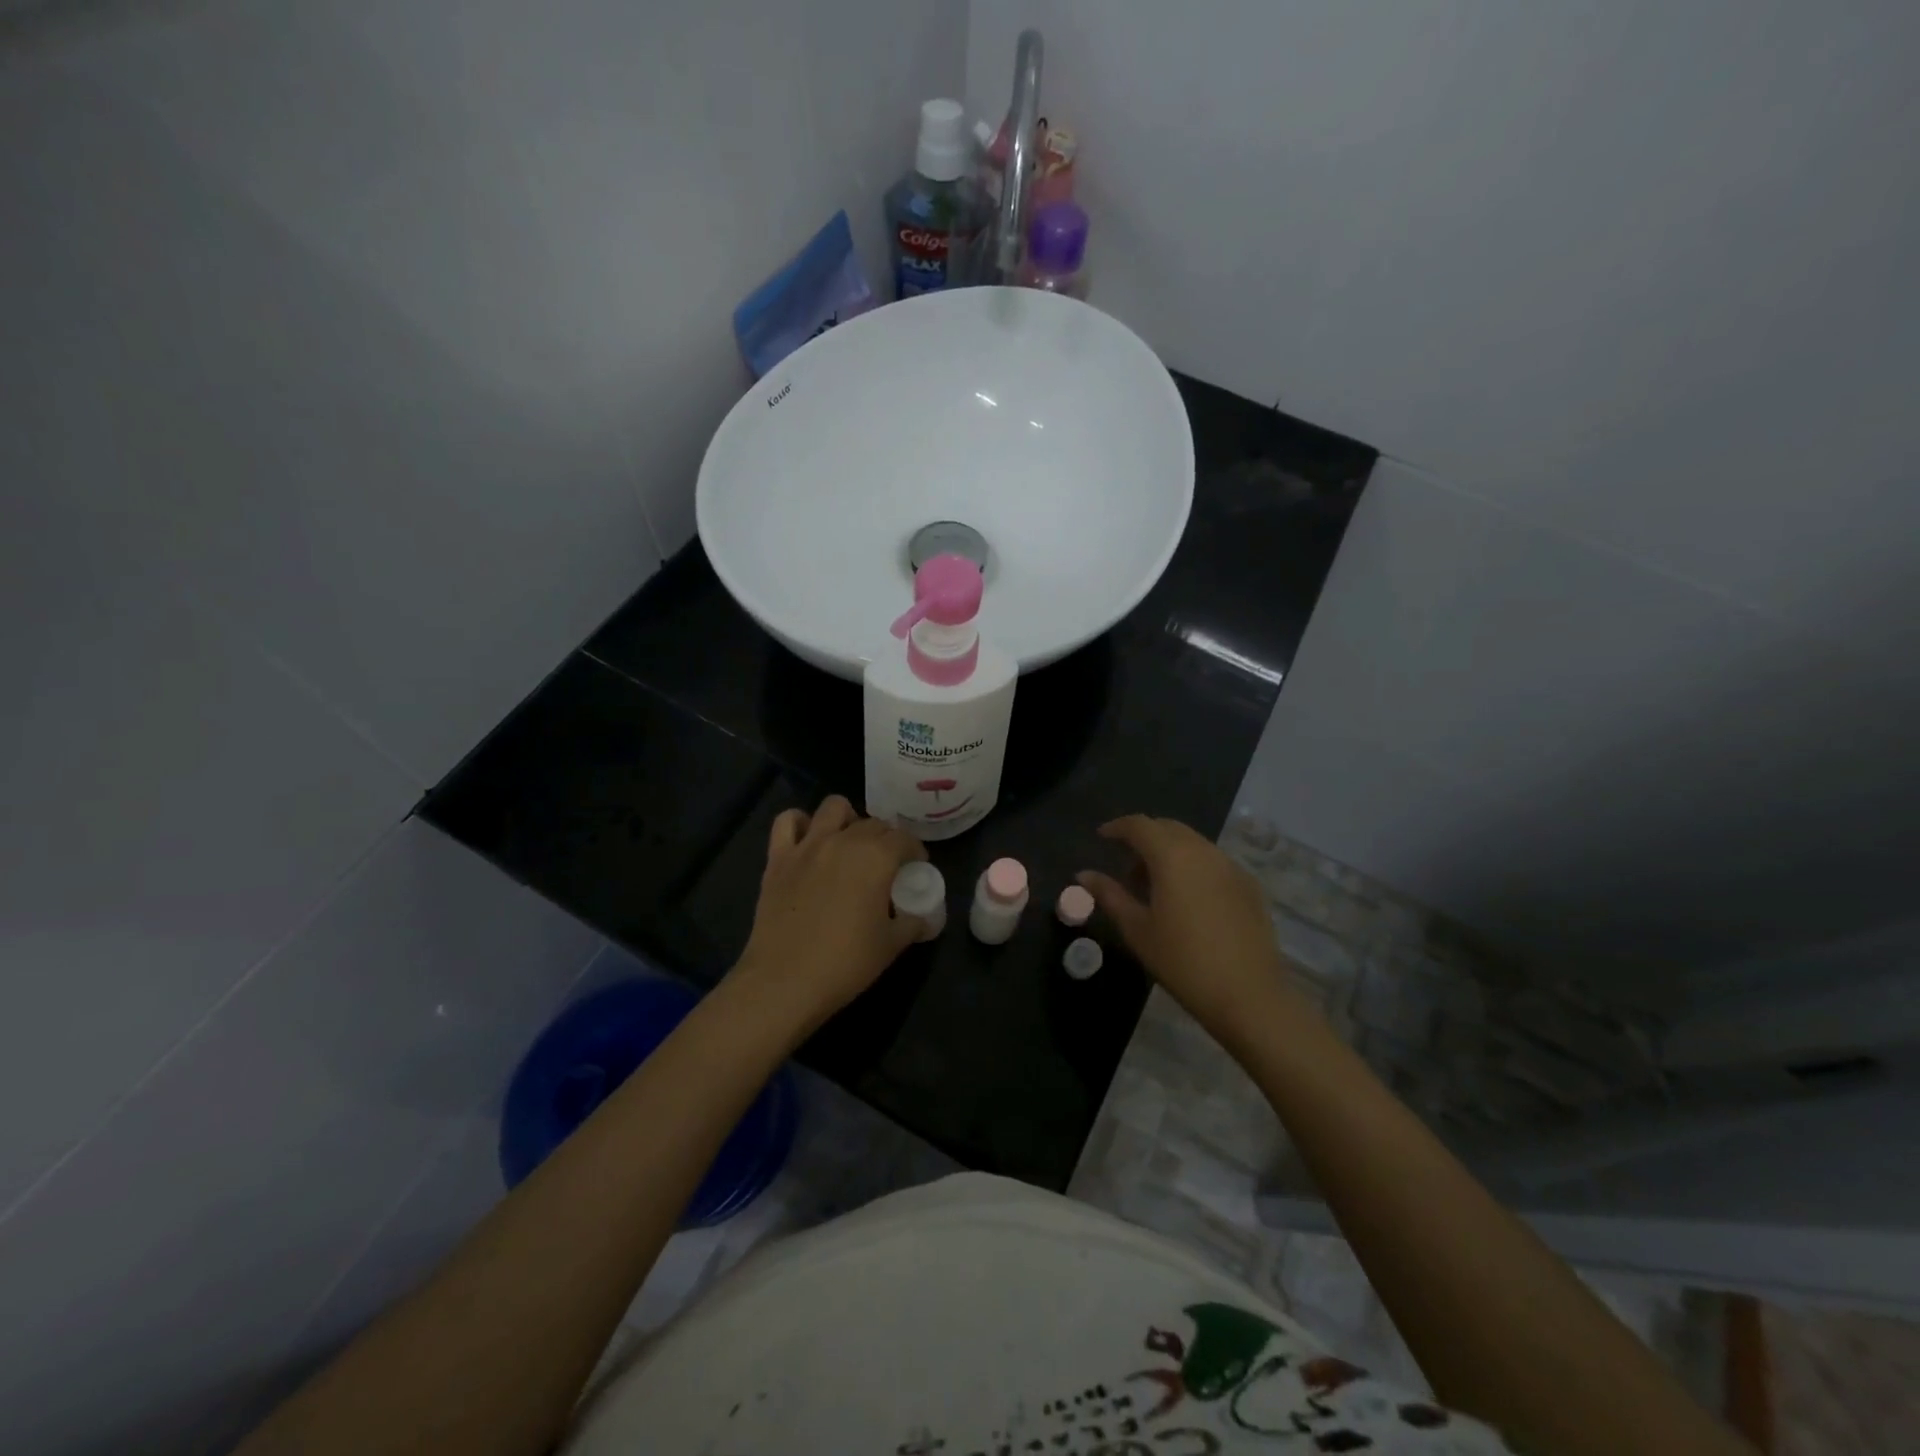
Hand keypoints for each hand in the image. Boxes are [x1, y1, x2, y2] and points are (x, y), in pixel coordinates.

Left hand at [731, 795, 929, 1034]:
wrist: (785, 981)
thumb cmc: (846, 963)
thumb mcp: (892, 945)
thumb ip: (912, 923)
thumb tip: (923, 918)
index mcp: (877, 857)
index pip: (905, 839)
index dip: (915, 851)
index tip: (916, 867)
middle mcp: (844, 840)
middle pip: (873, 823)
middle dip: (886, 838)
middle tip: (886, 864)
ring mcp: (808, 845)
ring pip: (834, 807)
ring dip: (847, 819)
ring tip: (849, 842)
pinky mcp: (778, 857)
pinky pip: (787, 821)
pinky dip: (800, 823)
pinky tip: (808, 840)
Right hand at [1078, 815, 1290, 1036]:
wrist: (1248, 996)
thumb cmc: (1182, 962)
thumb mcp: (1137, 929)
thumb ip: (1109, 895)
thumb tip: (1083, 874)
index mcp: (1172, 856)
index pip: (1140, 825)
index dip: (1118, 827)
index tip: (1102, 837)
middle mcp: (1204, 851)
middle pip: (1168, 828)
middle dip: (1144, 838)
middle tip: (1127, 867)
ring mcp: (1231, 867)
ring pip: (1193, 843)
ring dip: (1170, 852)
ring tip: (1155, 886)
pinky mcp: (1249, 886)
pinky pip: (1214, 862)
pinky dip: (1193, 866)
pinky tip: (1187, 900)